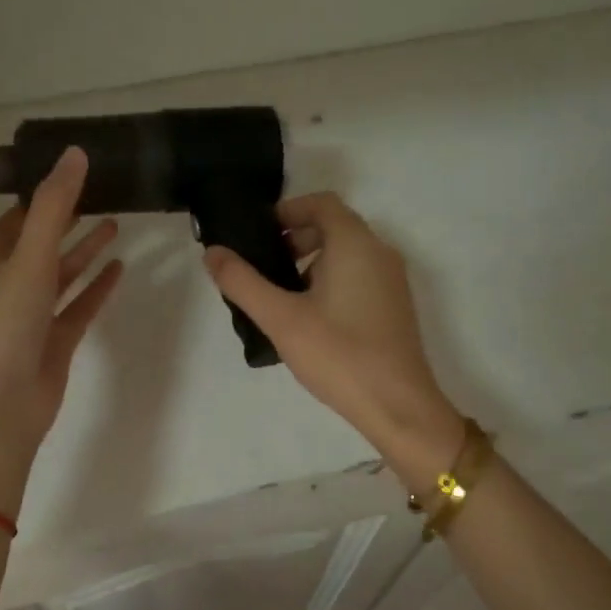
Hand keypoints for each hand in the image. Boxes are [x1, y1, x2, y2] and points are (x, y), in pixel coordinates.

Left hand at [0, 147, 122, 516]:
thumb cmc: (2, 328)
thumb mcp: (26, 260)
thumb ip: (52, 208)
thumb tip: (75, 153)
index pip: (16, 219)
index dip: (42, 196)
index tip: (74, 172)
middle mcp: (8, 286)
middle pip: (41, 243)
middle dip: (67, 220)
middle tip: (102, 190)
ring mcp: (32, 316)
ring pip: (62, 275)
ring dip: (84, 250)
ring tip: (116, 223)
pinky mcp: (55, 342)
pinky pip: (79, 306)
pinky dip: (97, 287)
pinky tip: (120, 267)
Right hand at [204, 193, 464, 492]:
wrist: (399, 406)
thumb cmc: (338, 354)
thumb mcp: (280, 318)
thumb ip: (242, 281)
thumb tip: (211, 252)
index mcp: (355, 244)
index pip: (321, 203)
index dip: (287, 211)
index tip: (258, 235)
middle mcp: (380, 252)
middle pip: (334, 226)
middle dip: (295, 238)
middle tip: (264, 268)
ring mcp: (392, 280)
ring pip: (347, 253)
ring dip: (311, 262)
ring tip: (281, 297)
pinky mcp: (394, 306)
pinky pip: (359, 275)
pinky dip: (331, 280)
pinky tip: (310, 318)